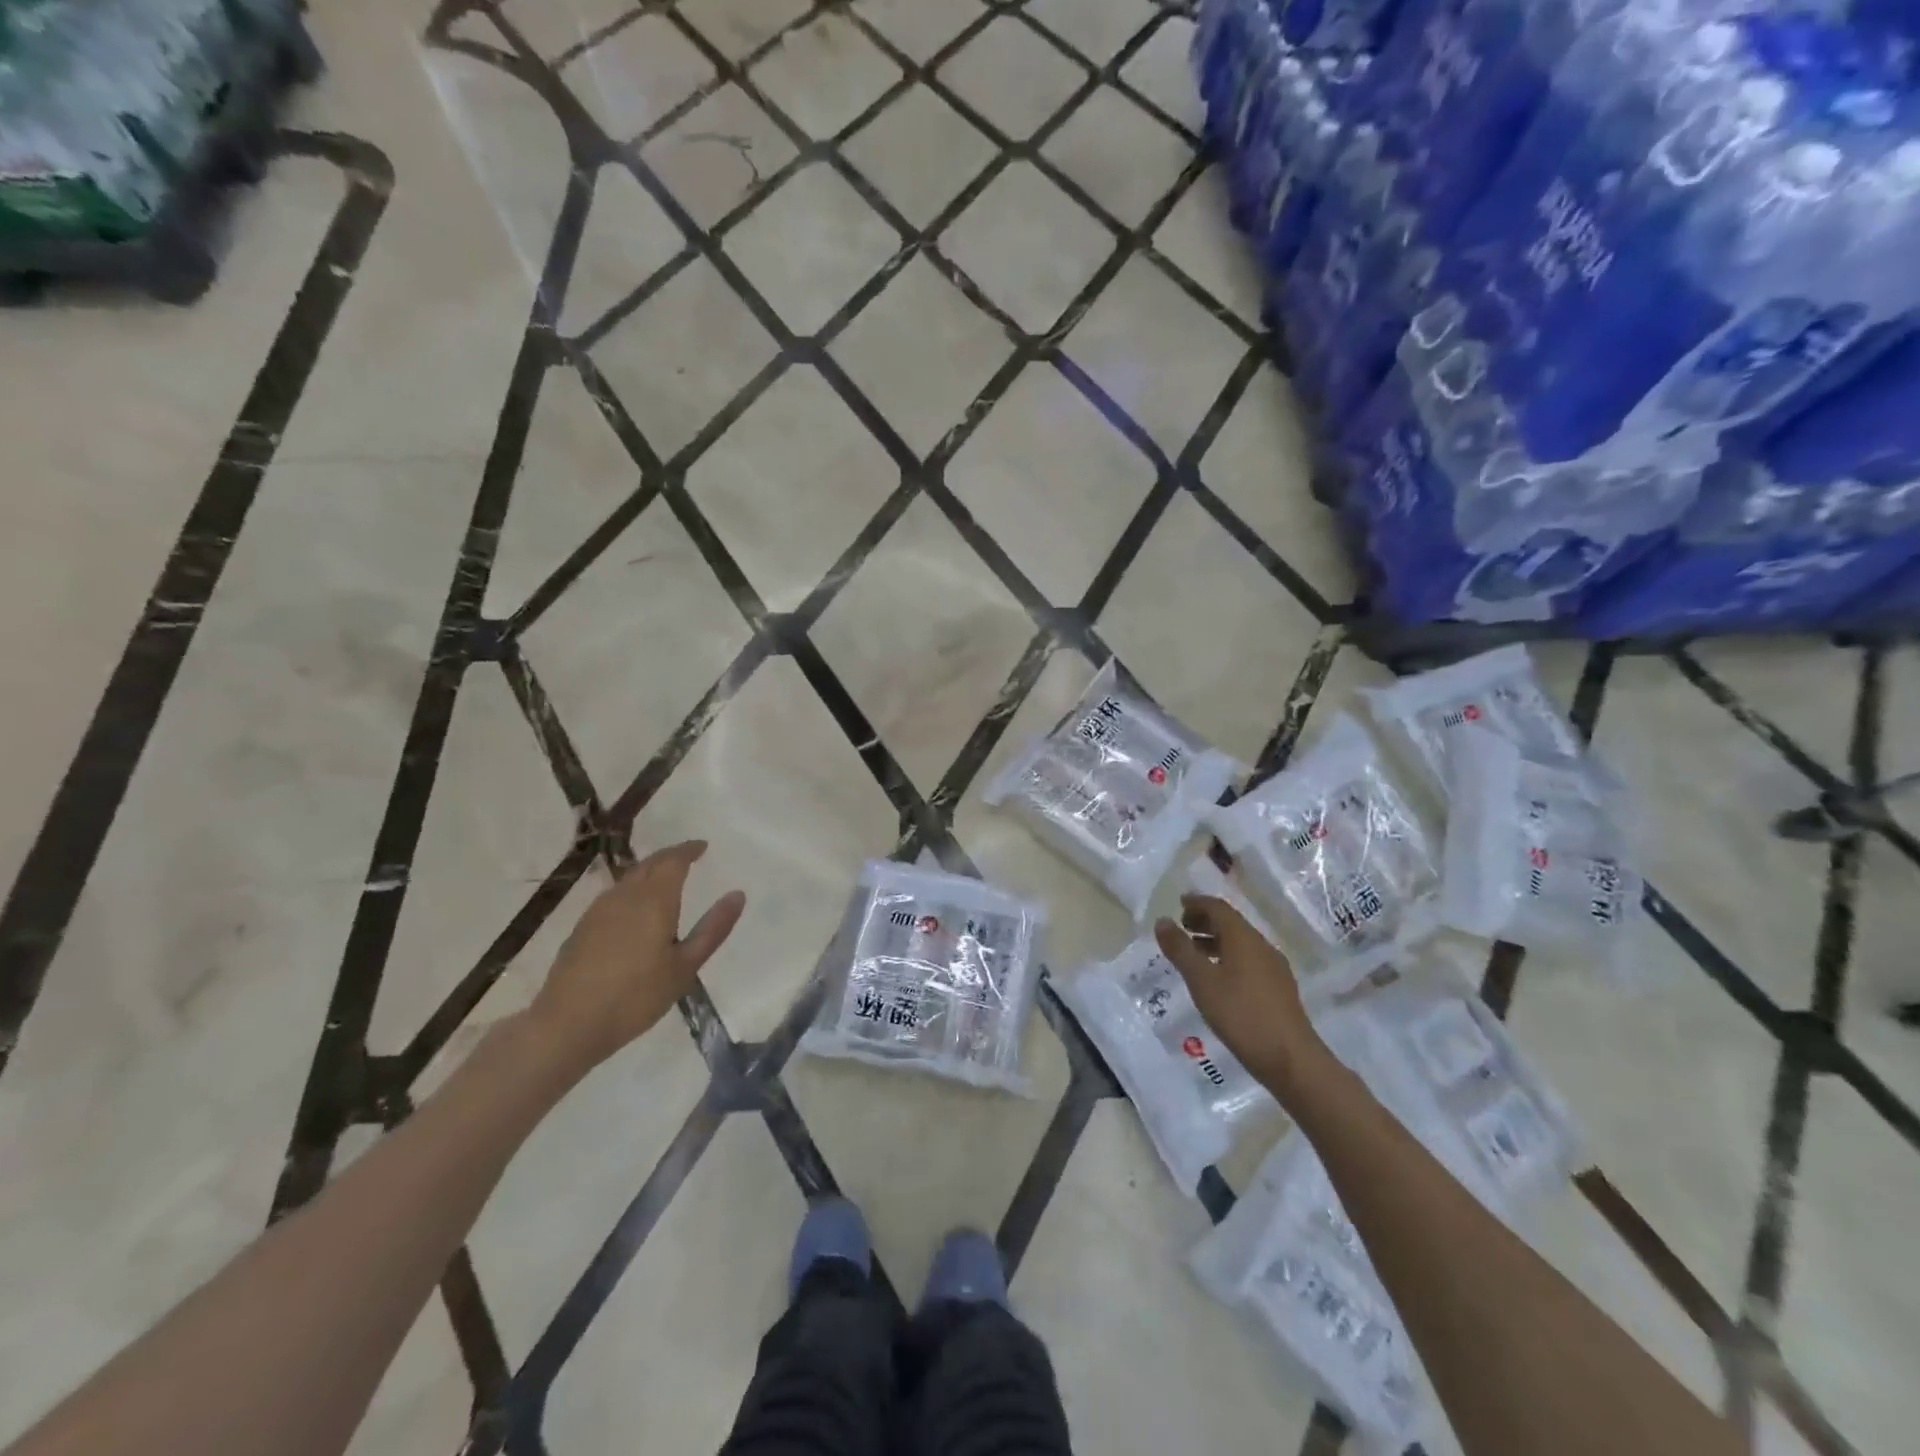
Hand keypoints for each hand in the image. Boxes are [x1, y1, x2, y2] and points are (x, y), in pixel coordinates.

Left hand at [526, 841, 744, 1075]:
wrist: (567, 1024)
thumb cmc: (636, 996)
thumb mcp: (685, 966)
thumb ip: (713, 928)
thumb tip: (738, 894)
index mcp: (654, 900)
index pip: (673, 860)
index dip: (689, 849)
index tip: (702, 846)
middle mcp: (625, 896)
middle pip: (649, 864)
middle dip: (670, 856)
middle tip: (688, 857)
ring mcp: (598, 910)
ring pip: (629, 878)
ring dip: (649, 871)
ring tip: (665, 879)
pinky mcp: (582, 927)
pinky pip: (614, 895)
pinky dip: (632, 889)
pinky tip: (635, 908)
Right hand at [1153, 894, 1329, 1102]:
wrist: (1291, 1060)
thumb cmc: (1241, 1015)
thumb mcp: (1202, 981)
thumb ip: (1180, 950)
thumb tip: (1162, 921)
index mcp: (1243, 938)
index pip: (1219, 908)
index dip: (1197, 902)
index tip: (1179, 904)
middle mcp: (1261, 946)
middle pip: (1231, 923)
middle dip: (1205, 921)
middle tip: (1182, 927)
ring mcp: (1274, 968)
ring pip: (1240, 943)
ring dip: (1216, 940)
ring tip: (1194, 953)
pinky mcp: (1279, 989)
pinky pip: (1249, 961)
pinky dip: (1228, 957)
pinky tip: (1218, 979)